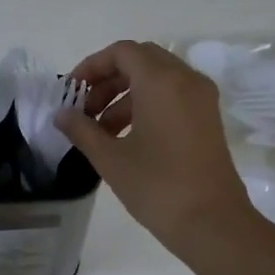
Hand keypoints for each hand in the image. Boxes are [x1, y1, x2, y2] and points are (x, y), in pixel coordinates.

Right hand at [55, 40, 260, 262]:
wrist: (212, 222)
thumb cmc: (157, 186)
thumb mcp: (110, 158)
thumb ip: (82, 130)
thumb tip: (62, 115)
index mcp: (161, 81)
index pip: (122, 52)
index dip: (92, 66)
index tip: (72, 92)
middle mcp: (186, 80)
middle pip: (141, 61)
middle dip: (108, 80)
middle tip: (85, 110)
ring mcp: (201, 99)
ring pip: (157, 79)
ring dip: (125, 96)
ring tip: (101, 131)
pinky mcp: (207, 119)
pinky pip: (172, 96)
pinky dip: (146, 106)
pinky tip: (127, 138)